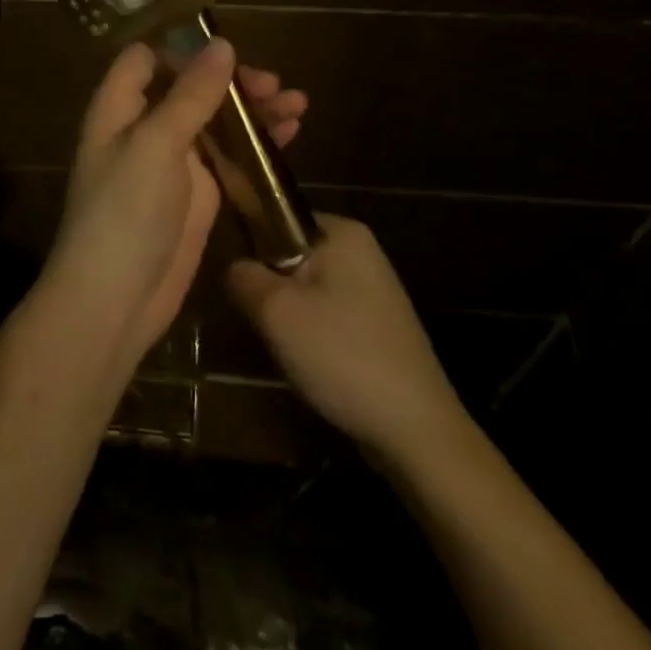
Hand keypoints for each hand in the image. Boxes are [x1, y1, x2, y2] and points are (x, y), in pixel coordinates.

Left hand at [48, 39, 308, 356]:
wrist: (116, 300)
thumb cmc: (125, 212)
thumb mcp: (156, 144)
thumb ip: (190, 94)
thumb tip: (221, 44)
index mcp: (119, 108)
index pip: (145, 59)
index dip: (181, 47)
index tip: (225, 46)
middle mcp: (144, 128)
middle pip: (189, 87)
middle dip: (231, 80)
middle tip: (273, 84)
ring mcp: (174, 162)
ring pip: (216, 121)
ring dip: (253, 109)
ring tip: (298, 103)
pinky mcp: (199, 193)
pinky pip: (230, 156)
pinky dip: (258, 143)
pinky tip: (291, 132)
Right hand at [227, 215, 464, 463]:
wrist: (416, 432)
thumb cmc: (342, 355)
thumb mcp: (275, 312)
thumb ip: (243, 276)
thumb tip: (234, 267)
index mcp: (343, 231)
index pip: (278, 217)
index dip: (252, 246)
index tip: (241, 284)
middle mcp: (362, 250)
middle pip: (291, 256)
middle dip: (271, 288)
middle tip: (261, 322)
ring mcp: (374, 289)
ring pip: (306, 290)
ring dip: (289, 317)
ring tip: (283, 348)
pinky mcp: (378, 326)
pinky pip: (327, 316)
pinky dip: (312, 336)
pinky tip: (309, 365)